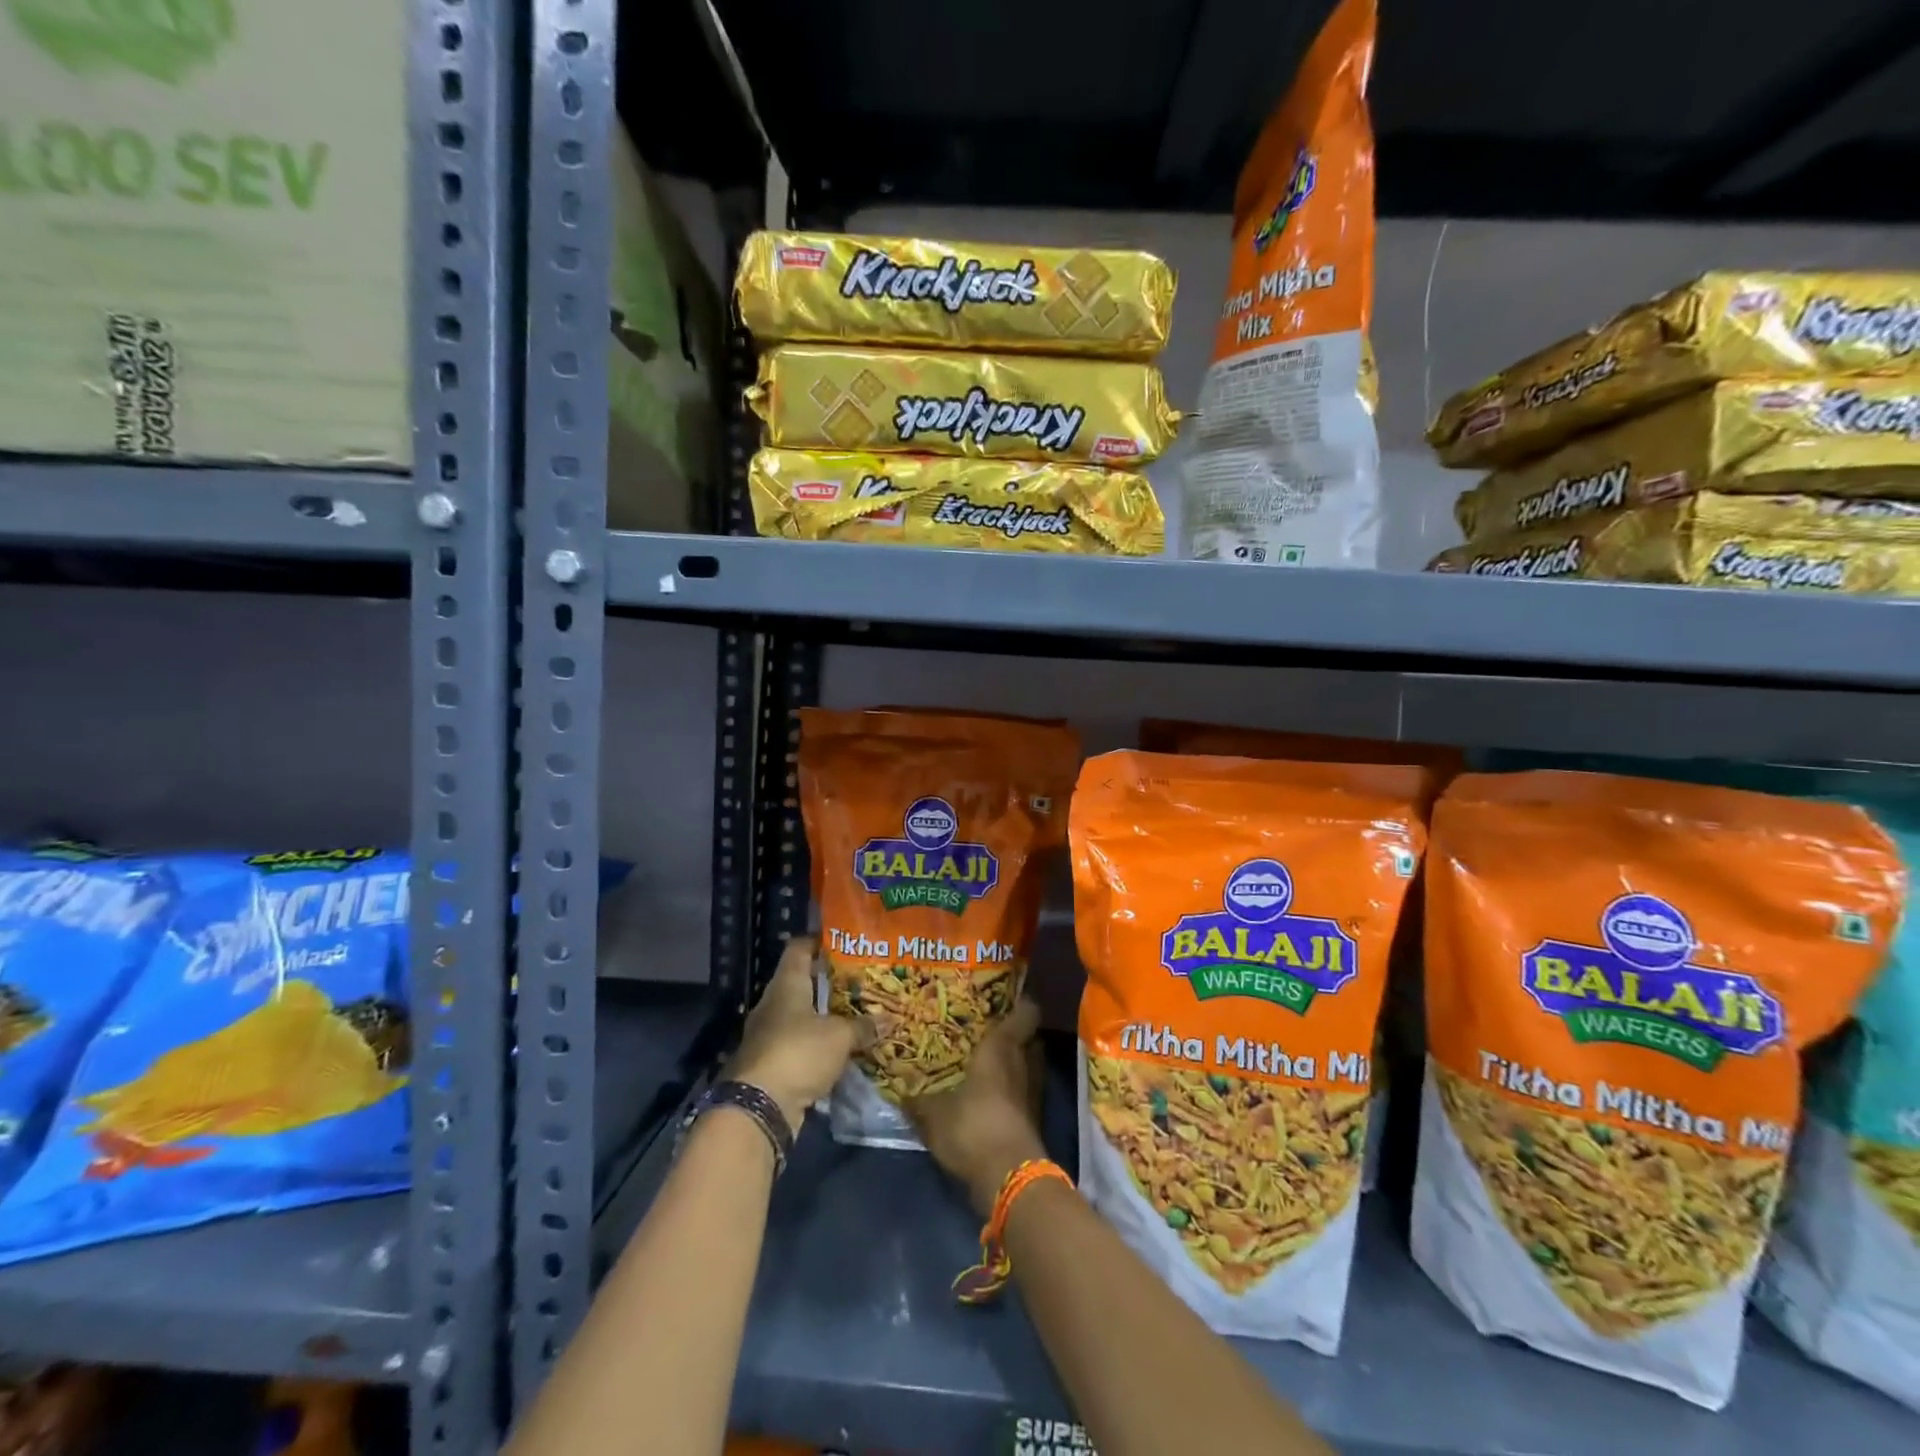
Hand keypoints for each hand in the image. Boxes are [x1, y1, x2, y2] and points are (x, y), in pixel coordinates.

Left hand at [729, 936, 872, 1130]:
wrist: (758, 1108)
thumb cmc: (798, 1052)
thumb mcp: (839, 1036)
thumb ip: (863, 1026)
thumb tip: (890, 1019)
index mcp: (786, 984)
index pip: (799, 948)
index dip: (819, 942)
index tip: (844, 942)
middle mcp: (774, 1004)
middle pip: (801, 982)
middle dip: (829, 982)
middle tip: (861, 981)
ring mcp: (769, 1035)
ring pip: (801, 1016)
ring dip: (824, 1017)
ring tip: (856, 1014)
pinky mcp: (771, 1064)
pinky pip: (799, 1045)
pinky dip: (818, 1046)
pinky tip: (841, 1049)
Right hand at [907, 996, 1047, 1216]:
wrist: (1009, 1180)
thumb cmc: (973, 1127)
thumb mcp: (934, 1114)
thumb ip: (918, 1101)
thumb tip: (901, 1092)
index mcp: (1003, 1047)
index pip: (1027, 1012)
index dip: (1020, 1002)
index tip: (1003, 996)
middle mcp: (1024, 1062)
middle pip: (1028, 1038)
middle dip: (1011, 1034)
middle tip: (984, 1031)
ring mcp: (1032, 1093)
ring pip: (1026, 1066)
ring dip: (1011, 1065)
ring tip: (983, 1063)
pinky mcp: (1031, 1120)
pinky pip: (1021, 1094)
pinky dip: (1009, 1093)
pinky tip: (986, 1098)